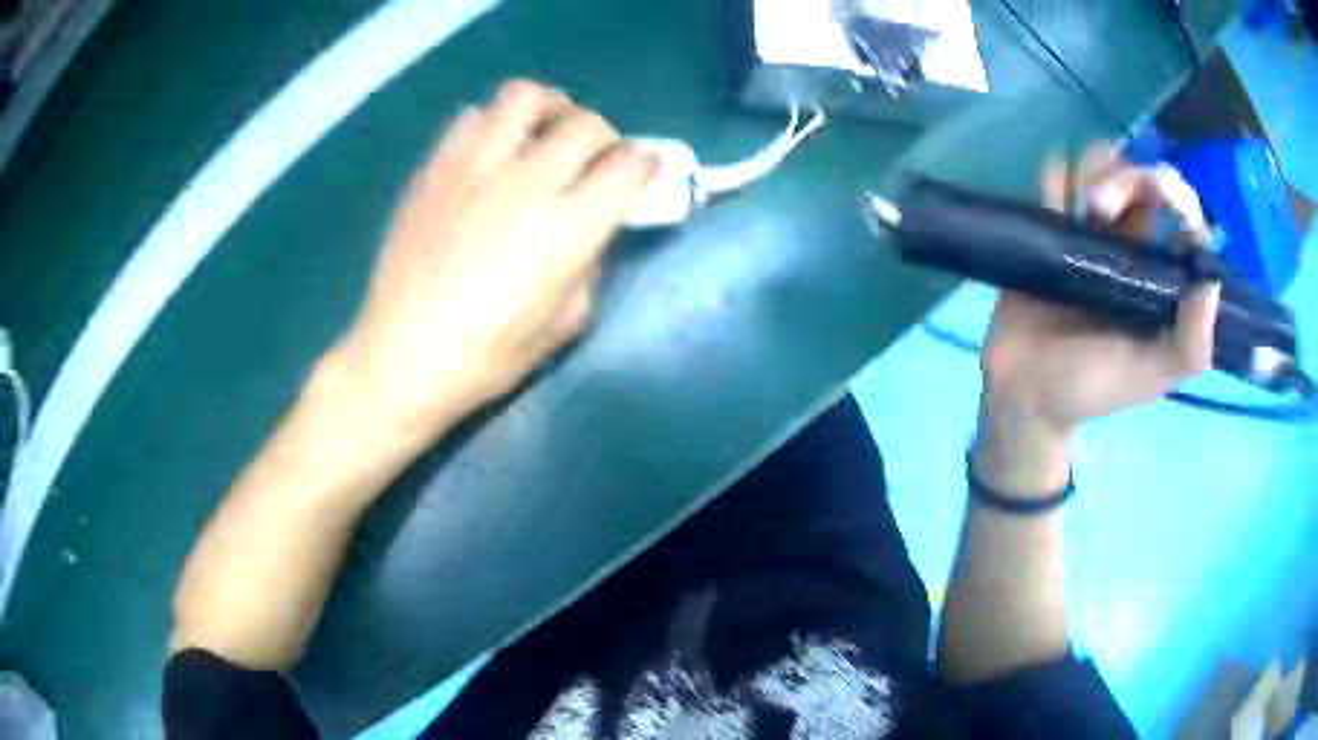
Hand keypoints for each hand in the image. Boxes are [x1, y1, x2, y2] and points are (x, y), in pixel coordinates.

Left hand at [327, 80, 658, 444]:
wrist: (401, 356)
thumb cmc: (486, 357)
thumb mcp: (564, 324)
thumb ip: (589, 265)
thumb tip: (591, 228)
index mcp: (567, 228)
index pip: (627, 166)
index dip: (646, 163)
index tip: (645, 170)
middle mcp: (526, 182)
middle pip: (586, 124)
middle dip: (606, 137)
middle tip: (598, 158)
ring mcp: (475, 167)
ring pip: (526, 97)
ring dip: (550, 108)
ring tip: (545, 133)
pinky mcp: (435, 168)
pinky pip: (471, 117)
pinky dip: (493, 124)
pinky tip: (491, 154)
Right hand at [975, 146, 1220, 491]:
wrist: (1025, 391)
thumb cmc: (1092, 387)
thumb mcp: (1150, 378)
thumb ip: (1189, 346)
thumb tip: (1212, 281)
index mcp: (1165, 279)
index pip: (1185, 218)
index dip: (1177, 196)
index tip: (1162, 198)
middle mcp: (1135, 246)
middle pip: (1140, 177)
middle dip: (1125, 178)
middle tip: (1100, 208)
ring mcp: (1093, 231)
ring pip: (1101, 165)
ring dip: (1090, 171)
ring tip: (1075, 210)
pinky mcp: (1053, 223)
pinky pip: (1058, 175)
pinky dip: (1056, 177)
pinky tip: (1051, 204)